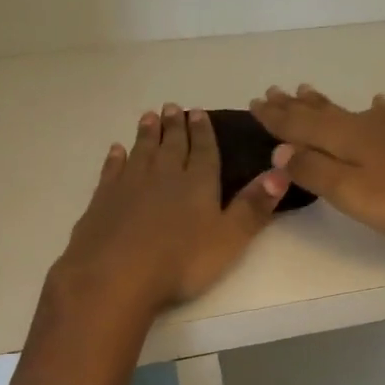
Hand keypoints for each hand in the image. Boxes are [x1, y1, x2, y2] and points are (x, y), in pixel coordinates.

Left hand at [47, 104, 289, 316]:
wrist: (113, 277)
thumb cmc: (180, 261)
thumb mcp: (230, 238)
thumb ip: (254, 205)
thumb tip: (282, 170)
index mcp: (198, 183)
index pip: (203, 150)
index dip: (202, 131)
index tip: (198, 111)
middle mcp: (164, 176)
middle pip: (171, 145)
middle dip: (175, 126)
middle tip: (173, 107)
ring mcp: (130, 186)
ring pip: (142, 151)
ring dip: (147, 134)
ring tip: (149, 116)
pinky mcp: (102, 200)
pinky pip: (112, 171)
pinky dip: (115, 158)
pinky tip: (116, 150)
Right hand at [249, 86, 384, 242]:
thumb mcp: (351, 192)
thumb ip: (314, 170)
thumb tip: (279, 149)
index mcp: (344, 138)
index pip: (299, 125)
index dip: (275, 118)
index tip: (254, 102)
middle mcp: (365, 126)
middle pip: (321, 113)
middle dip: (294, 106)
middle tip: (273, 91)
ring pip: (348, 111)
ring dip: (324, 103)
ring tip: (306, 90)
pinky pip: (383, 115)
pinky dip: (374, 109)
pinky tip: (378, 103)